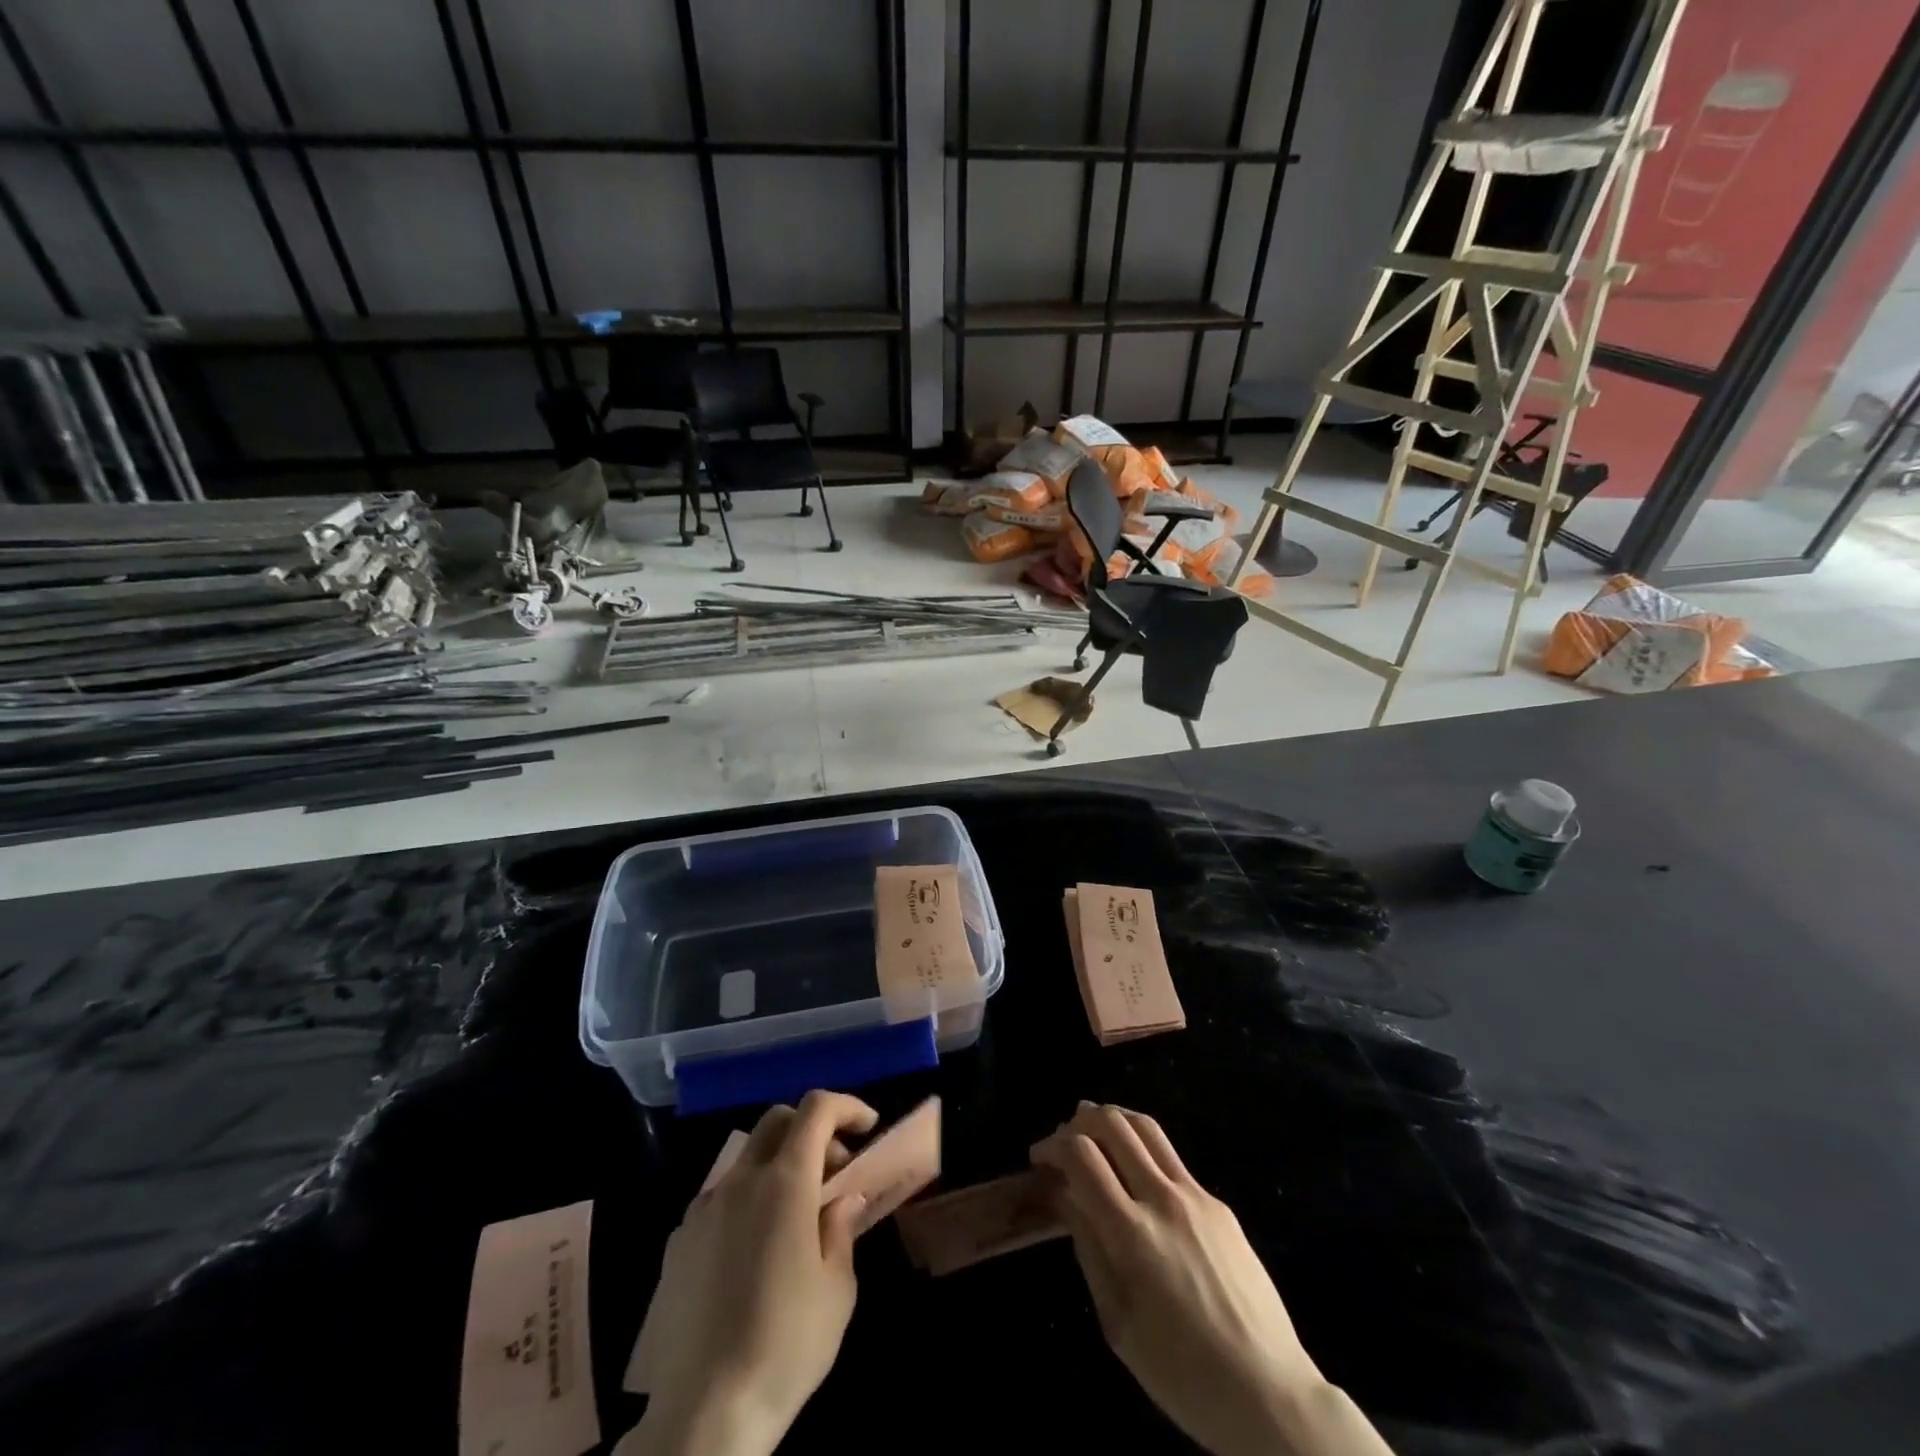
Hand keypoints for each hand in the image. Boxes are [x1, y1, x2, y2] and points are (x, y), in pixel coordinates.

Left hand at [625, 1090, 877, 1455]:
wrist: (702, 1415)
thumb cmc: (785, 1345)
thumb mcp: (837, 1288)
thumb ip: (841, 1227)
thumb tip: (842, 1198)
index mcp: (784, 1182)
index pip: (816, 1109)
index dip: (846, 1106)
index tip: (867, 1128)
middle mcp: (739, 1181)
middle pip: (777, 1120)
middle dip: (812, 1129)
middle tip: (835, 1169)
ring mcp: (703, 1209)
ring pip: (746, 1158)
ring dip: (778, 1164)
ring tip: (796, 1215)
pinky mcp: (678, 1242)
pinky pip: (720, 1197)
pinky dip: (748, 1199)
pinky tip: (756, 1250)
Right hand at [1032, 1103, 1389, 1455]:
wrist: (1271, 1394)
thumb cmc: (1183, 1375)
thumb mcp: (1118, 1323)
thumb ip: (1088, 1248)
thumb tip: (1064, 1195)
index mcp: (1132, 1233)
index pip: (1082, 1155)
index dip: (1053, 1145)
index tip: (1039, 1157)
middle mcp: (1163, 1198)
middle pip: (1113, 1124)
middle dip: (1079, 1121)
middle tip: (1064, 1141)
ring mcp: (1196, 1195)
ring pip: (1146, 1126)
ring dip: (1113, 1120)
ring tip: (1095, 1135)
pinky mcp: (1219, 1204)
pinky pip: (1171, 1158)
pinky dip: (1142, 1148)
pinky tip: (1136, 1176)